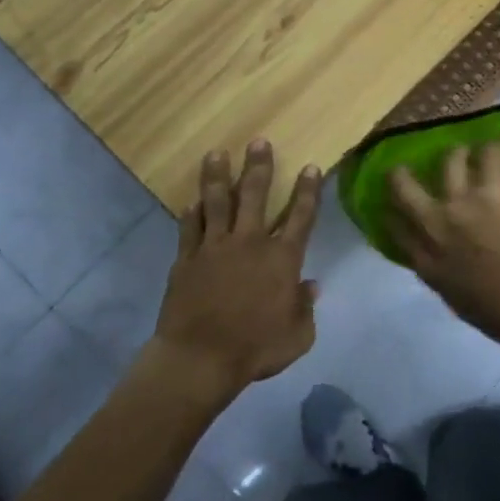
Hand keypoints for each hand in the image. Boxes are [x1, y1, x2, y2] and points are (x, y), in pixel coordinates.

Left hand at [153, 141, 322, 401]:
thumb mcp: (298, 336)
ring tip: (217, 153)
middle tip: (259, 142)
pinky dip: (192, 213)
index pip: (301, 217)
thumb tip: (311, 285)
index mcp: (282, 259)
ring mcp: (215, 248)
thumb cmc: (255, 349)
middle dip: (259, 167)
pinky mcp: (187, 259)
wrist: (200, 359)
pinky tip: (192, 201)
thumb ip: (306, 307)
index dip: (308, 191)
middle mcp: (250, 243)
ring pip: (218, 203)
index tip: (311, 167)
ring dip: (218, 176)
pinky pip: (190, 228)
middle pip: (256, 196)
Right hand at [388, 142, 499, 352]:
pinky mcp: (494, 188)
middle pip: (405, 189)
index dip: (393, 215)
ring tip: (466, 152)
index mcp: (428, 263)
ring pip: (449, 161)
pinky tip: (499, 148)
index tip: (393, 209)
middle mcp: (436, 226)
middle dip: (402, 175)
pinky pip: (490, 155)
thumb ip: (447, 277)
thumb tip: (447, 265)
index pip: (397, 230)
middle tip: (405, 168)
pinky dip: (494, 149)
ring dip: (457, 155)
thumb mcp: (461, 303)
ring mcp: (463, 203)